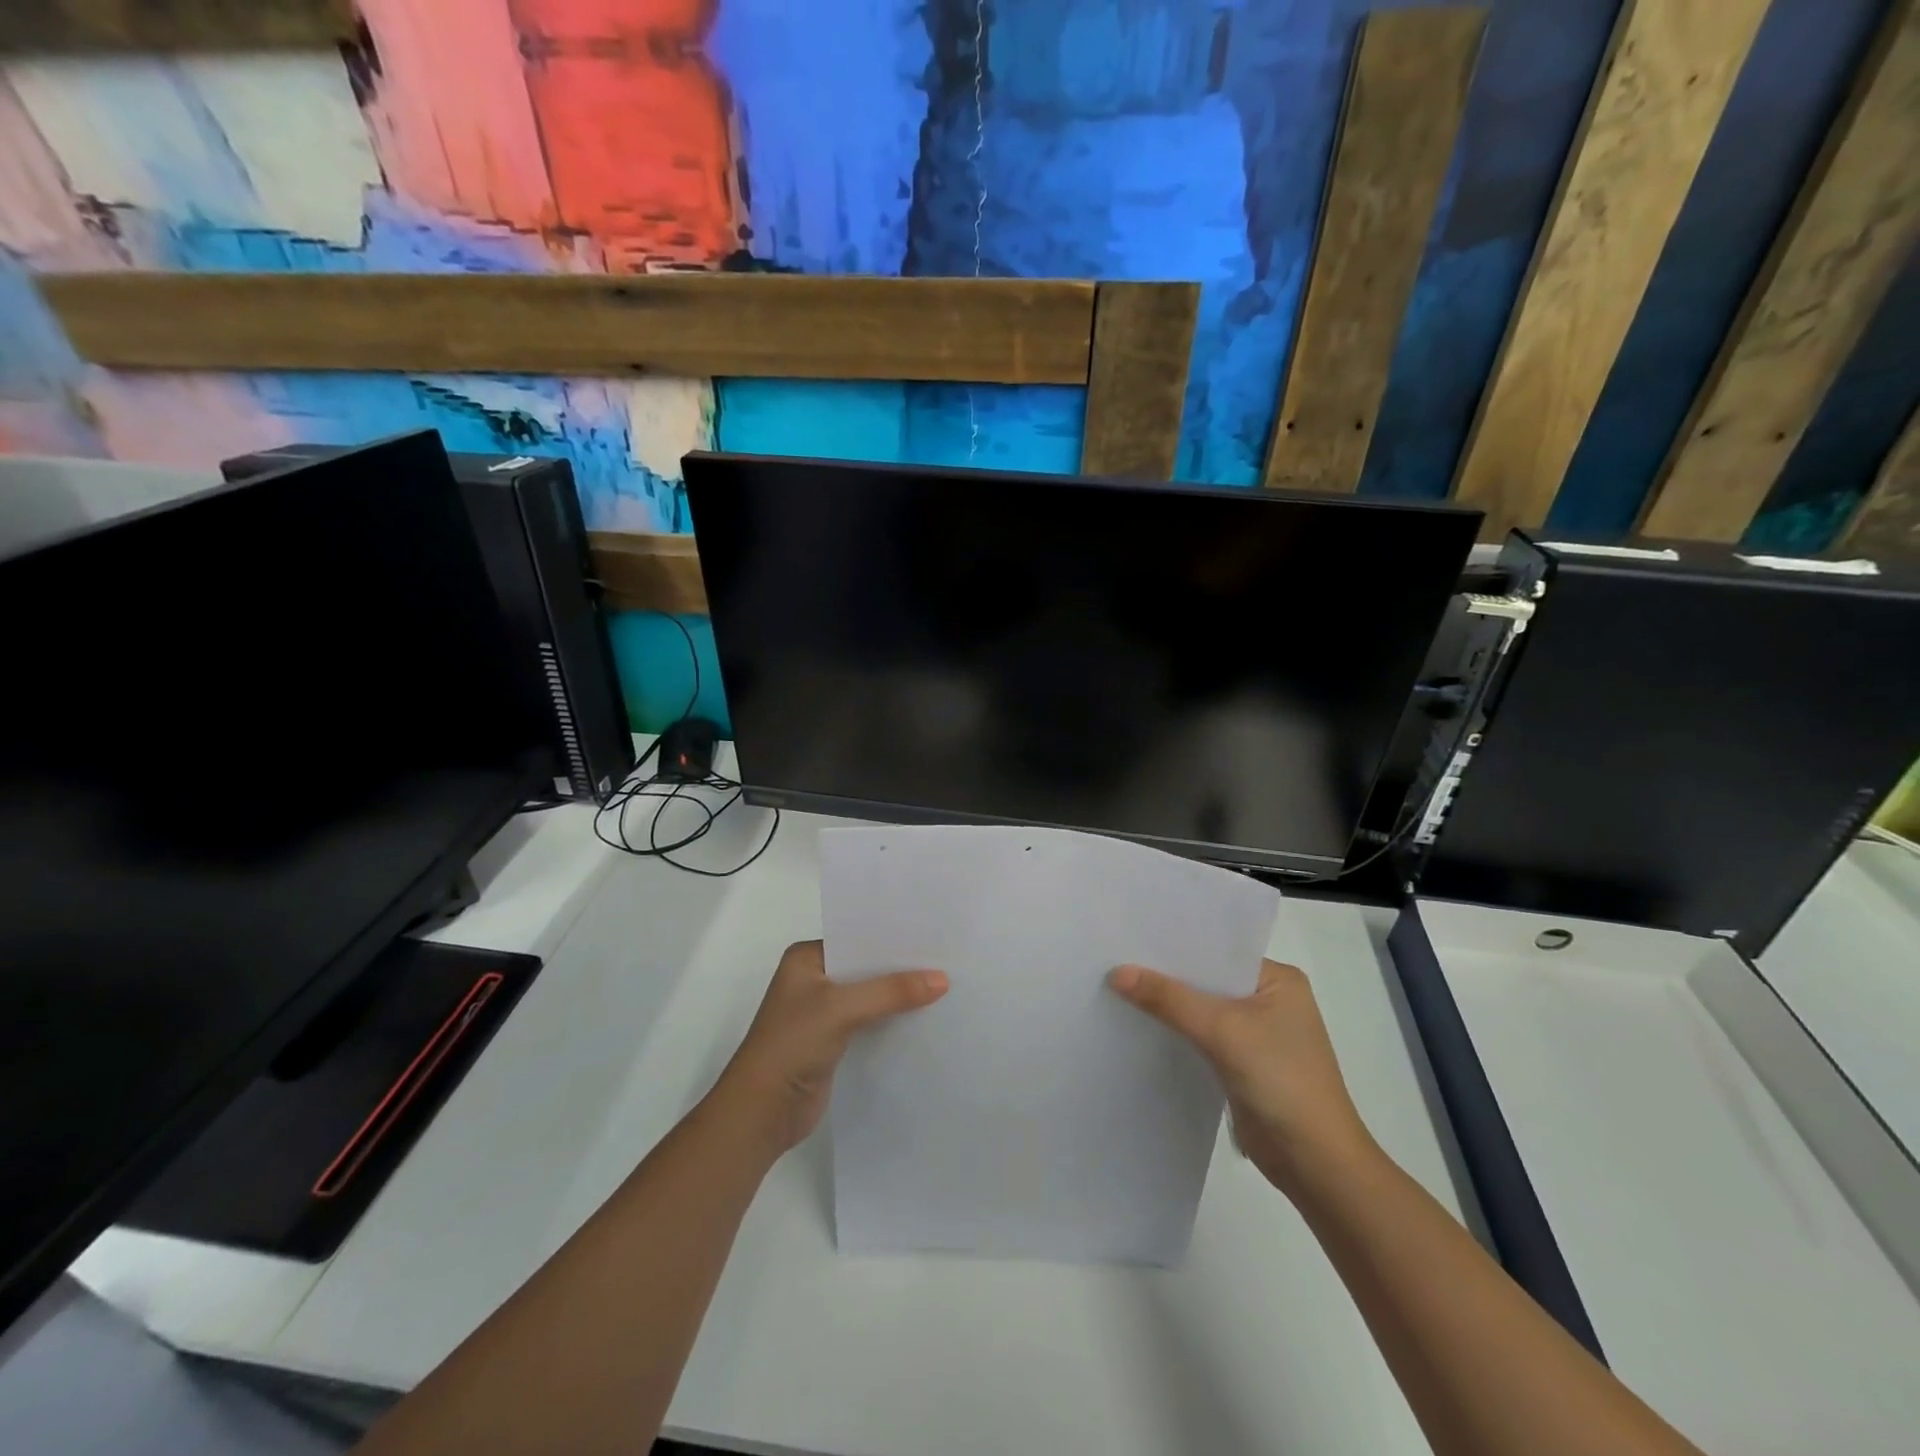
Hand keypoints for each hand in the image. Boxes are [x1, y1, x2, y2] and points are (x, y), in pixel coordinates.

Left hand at [713, 940, 947, 1159]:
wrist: (761, 1112)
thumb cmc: (792, 1045)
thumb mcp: (842, 1008)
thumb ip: (891, 991)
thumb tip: (942, 979)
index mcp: (806, 958)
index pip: (856, 938)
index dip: (892, 938)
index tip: (932, 934)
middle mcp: (814, 980)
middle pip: (866, 968)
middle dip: (900, 967)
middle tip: (947, 959)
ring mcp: (823, 1012)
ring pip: (870, 996)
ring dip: (899, 996)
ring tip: (946, 985)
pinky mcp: (834, 1042)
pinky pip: (871, 1022)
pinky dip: (892, 1021)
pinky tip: (925, 1018)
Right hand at [1109, 958, 1374, 1198]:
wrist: (1316, 1165)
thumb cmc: (1281, 1081)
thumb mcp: (1222, 1030)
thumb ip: (1169, 999)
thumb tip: (1117, 972)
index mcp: (1278, 979)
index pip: (1217, 951)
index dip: (1174, 946)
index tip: (1129, 937)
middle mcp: (1269, 999)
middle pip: (1207, 979)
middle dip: (1166, 975)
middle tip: (1114, 959)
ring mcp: (1256, 1033)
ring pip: (1201, 1009)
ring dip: (1168, 1005)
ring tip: (1116, 986)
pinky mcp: (1242, 1063)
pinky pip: (1201, 1036)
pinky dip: (1176, 1031)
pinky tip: (1140, 1025)